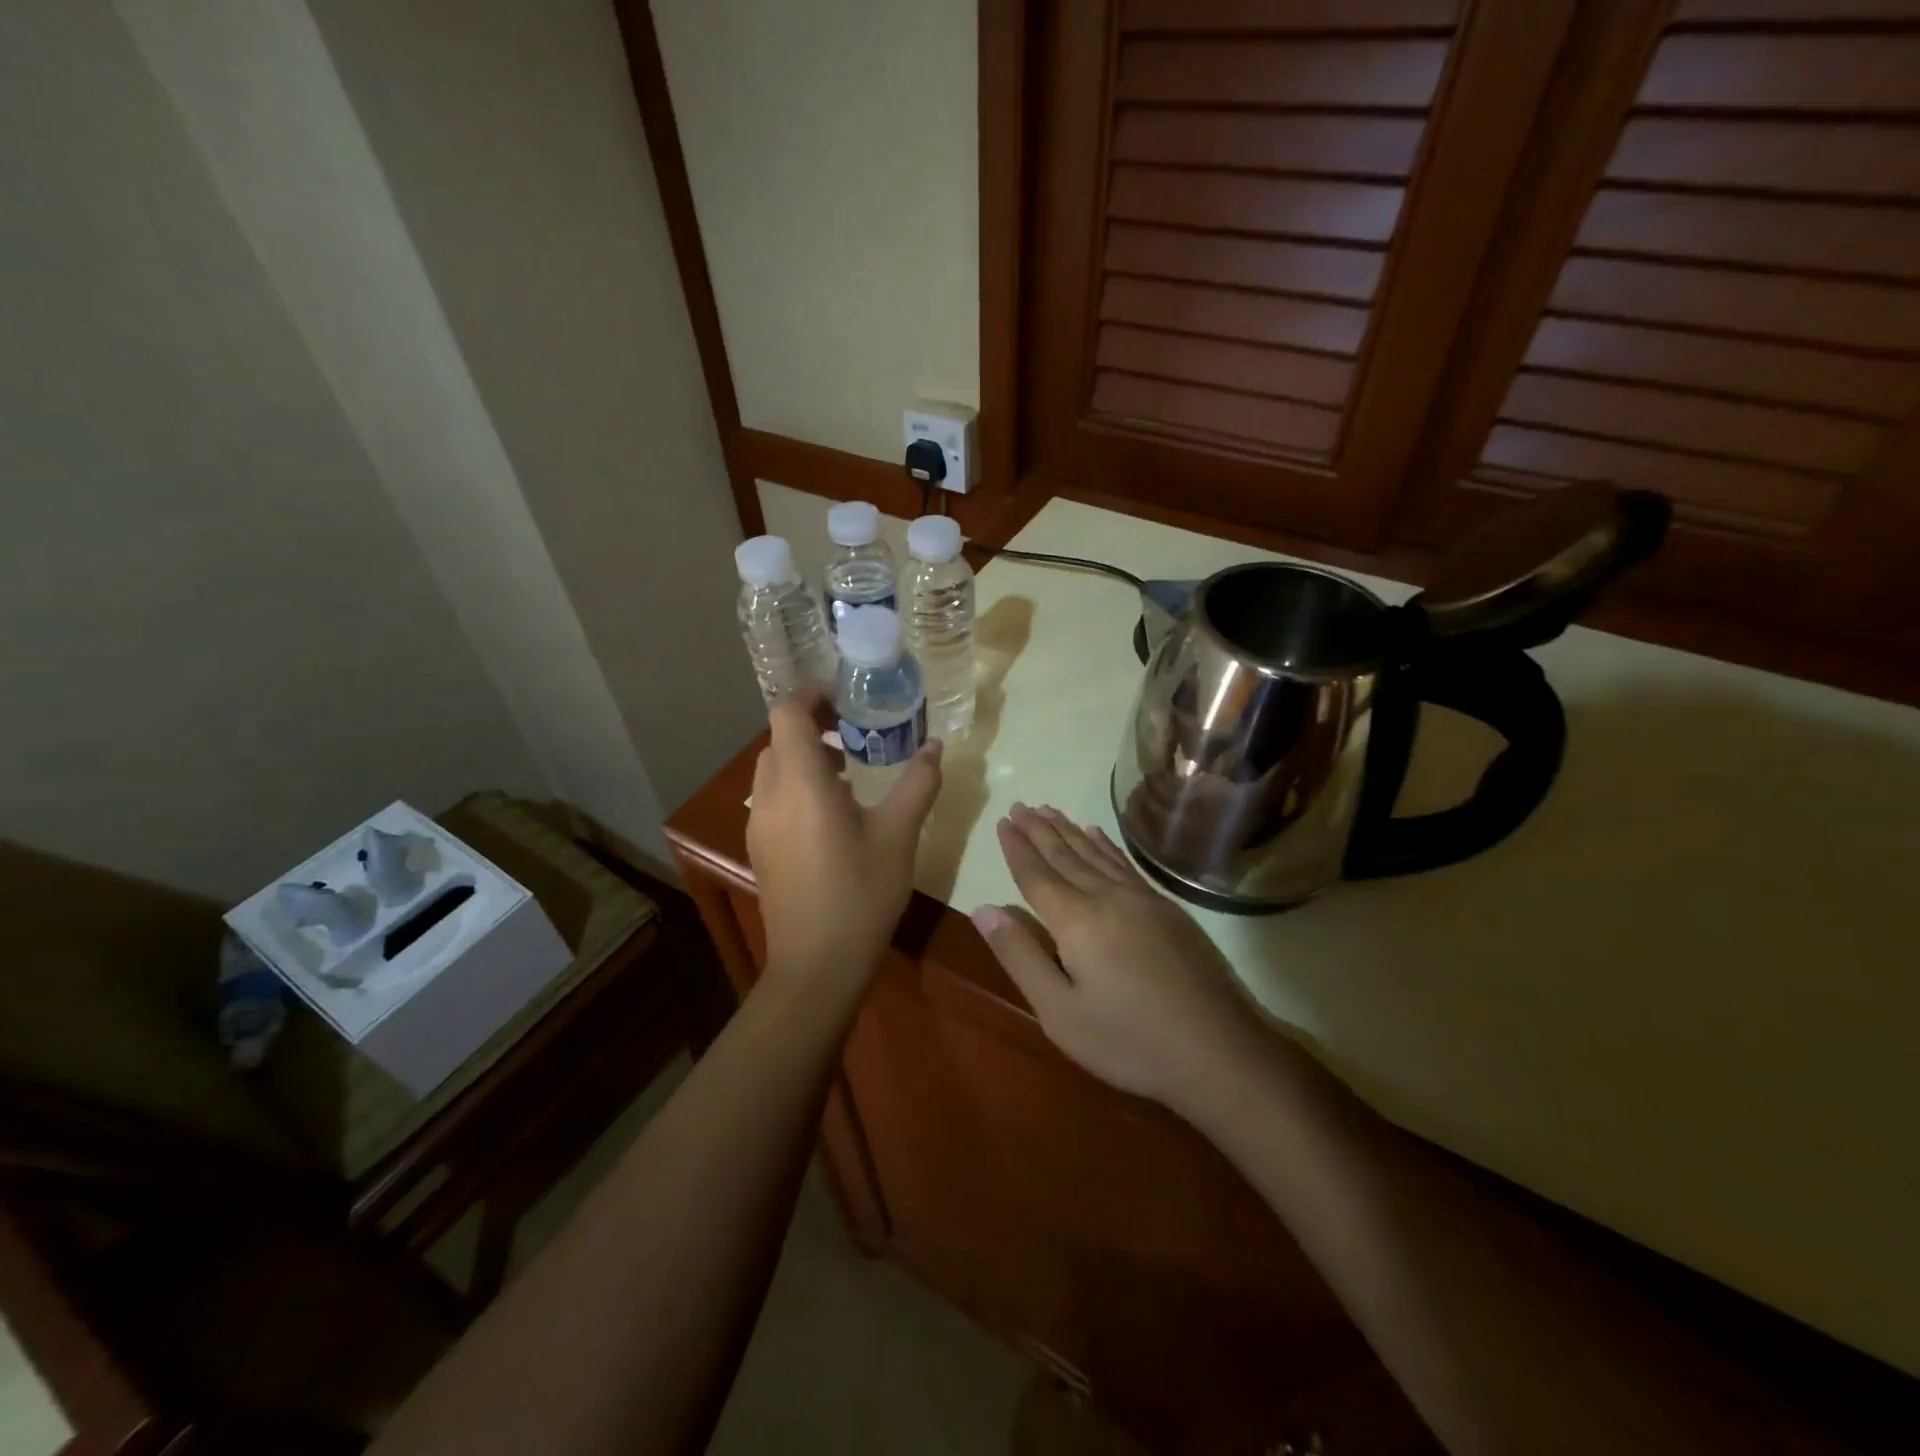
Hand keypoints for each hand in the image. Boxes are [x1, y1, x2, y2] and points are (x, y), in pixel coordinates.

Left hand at [747, 695, 942, 989]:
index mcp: (801, 784)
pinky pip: (773, 796)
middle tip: (857, 729)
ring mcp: (759, 824)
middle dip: (814, 722)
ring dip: (807, 754)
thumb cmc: (861, 895)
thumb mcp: (899, 836)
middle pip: (779, 736)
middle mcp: (769, 796)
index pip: (787, 712)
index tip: (848, 697)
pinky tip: (836, 810)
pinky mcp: (761, 847)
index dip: (813, 693)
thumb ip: (917, 784)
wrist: (817, 966)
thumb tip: (935, 746)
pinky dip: (799, 783)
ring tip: (851, 766)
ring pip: (774, 767)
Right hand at [971, 805, 1269, 1110]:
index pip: (1037, 875)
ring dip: (1069, 831)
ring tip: (1049, 810)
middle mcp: (1107, 897)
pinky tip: (1098, 835)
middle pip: (1065, 855)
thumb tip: (983, 909)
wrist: (1217, 1051)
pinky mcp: (1167, 909)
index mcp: (1076, 920)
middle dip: (1039, 830)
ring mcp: (1142, 899)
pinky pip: (1125, 863)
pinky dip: (1106, 845)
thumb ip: (1020, 956)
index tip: (1003, 822)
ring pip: (1096, 853)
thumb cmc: (1128, 1041)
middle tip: (1020, 806)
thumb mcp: (1059, 1012)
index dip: (1017, 848)